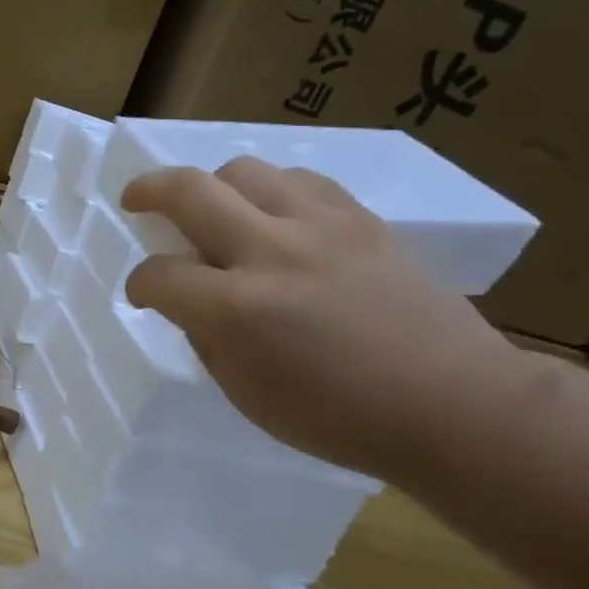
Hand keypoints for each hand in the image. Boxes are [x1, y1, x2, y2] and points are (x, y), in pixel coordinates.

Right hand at [121, 161, 529, 481]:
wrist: (452, 403)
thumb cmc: (338, 417)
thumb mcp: (246, 392)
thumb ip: (207, 336)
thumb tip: (192, 301)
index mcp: (237, 309)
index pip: (158, 274)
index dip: (140, 284)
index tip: (145, 293)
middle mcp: (271, 252)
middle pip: (188, 191)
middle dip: (147, 191)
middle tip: (136, 200)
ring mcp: (320, 226)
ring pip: (243, 170)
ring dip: (213, 187)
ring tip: (215, 212)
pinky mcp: (361, 218)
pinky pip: (299, 180)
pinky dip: (271, 192)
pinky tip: (275, 218)